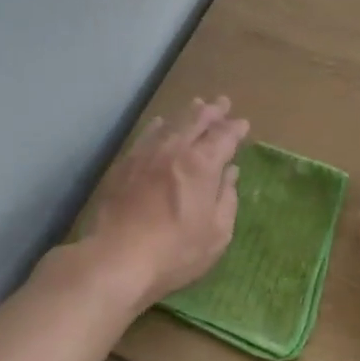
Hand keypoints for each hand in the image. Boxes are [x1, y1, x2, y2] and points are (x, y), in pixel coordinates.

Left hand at [88, 97, 247, 308]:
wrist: (116, 258)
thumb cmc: (175, 251)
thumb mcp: (217, 233)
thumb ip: (227, 198)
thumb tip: (231, 173)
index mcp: (203, 164)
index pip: (224, 136)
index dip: (235, 129)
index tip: (243, 124)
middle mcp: (176, 149)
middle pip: (197, 121)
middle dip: (213, 111)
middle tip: (222, 103)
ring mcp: (147, 154)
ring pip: (171, 123)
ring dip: (188, 113)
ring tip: (197, 105)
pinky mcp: (125, 164)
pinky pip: (146, 135)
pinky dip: (158, 125)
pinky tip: (160, 123)